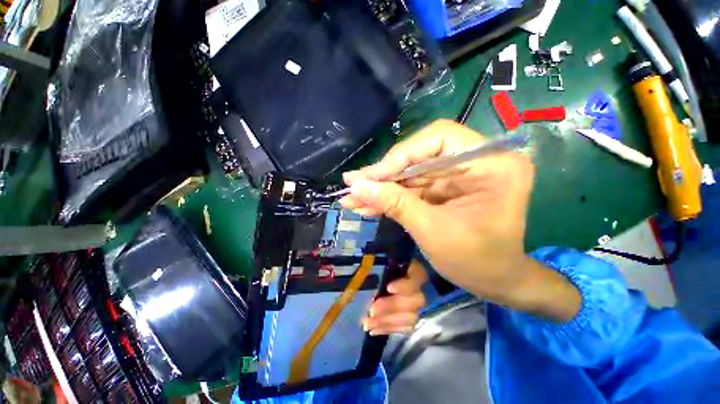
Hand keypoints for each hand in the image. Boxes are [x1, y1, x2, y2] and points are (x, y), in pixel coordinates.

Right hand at [342, 120, 579, 320]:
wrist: (495, 281)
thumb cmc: (476, 262)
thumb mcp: (433, 232)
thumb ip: (395, 204)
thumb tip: (356, 186)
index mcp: (492, 164)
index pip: (438, 139)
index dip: (400, 155)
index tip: (369, 177)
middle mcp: (477, 160)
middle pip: (420, 154)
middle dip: (385, 174)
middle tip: (353, 185)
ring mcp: (459, 173)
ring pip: (411, 171)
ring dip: (382, 187)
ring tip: (353, 198)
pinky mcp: (445, 186)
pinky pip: (412, 185)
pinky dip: (390, 195)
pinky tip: (368, 204)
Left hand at [363, 261, 426, 334]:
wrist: (397, 275)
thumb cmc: (390, 265)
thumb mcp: (389, 262)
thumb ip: (384, 265)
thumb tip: (369, 264)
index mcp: (416, 271)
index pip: (416, 277)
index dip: (404, 285)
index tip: (389, 287)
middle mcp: (420, 289)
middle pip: (414, 301)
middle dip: (391, 307)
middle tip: (372, 311)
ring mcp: (417, 306)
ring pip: (409, 318)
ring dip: (387, 322)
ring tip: (367, 324)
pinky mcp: (411, 319)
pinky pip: (403, 328)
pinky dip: (387, 329)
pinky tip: (372, 330)